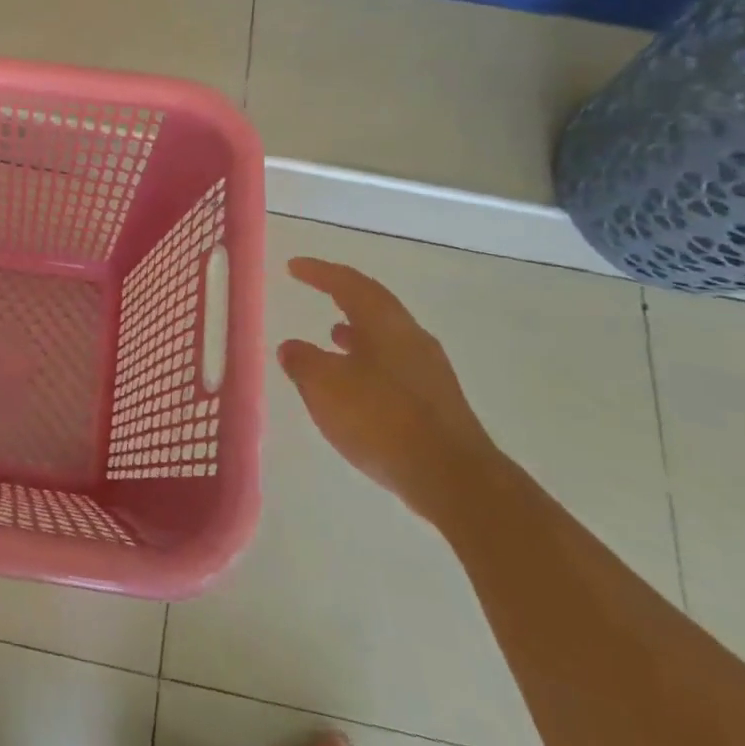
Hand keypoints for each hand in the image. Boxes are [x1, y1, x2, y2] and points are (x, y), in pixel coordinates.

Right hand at [276, 259, 499, 521]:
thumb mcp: (325, 386)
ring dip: (357, 331)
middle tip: (317, 290)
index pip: (348, 284)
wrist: (453, 478)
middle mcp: (411, 337)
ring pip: (386, 337)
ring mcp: (428, 371)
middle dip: (343, 296)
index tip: (294, 267)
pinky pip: (393, 366)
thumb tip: (291, 347)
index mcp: (385, 323)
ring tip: (332, 334)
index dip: (319, 272)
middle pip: (374, 305)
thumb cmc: (381, 418)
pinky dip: (368, 362)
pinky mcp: (435, 402)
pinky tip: (355, 384)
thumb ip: (302, 362)